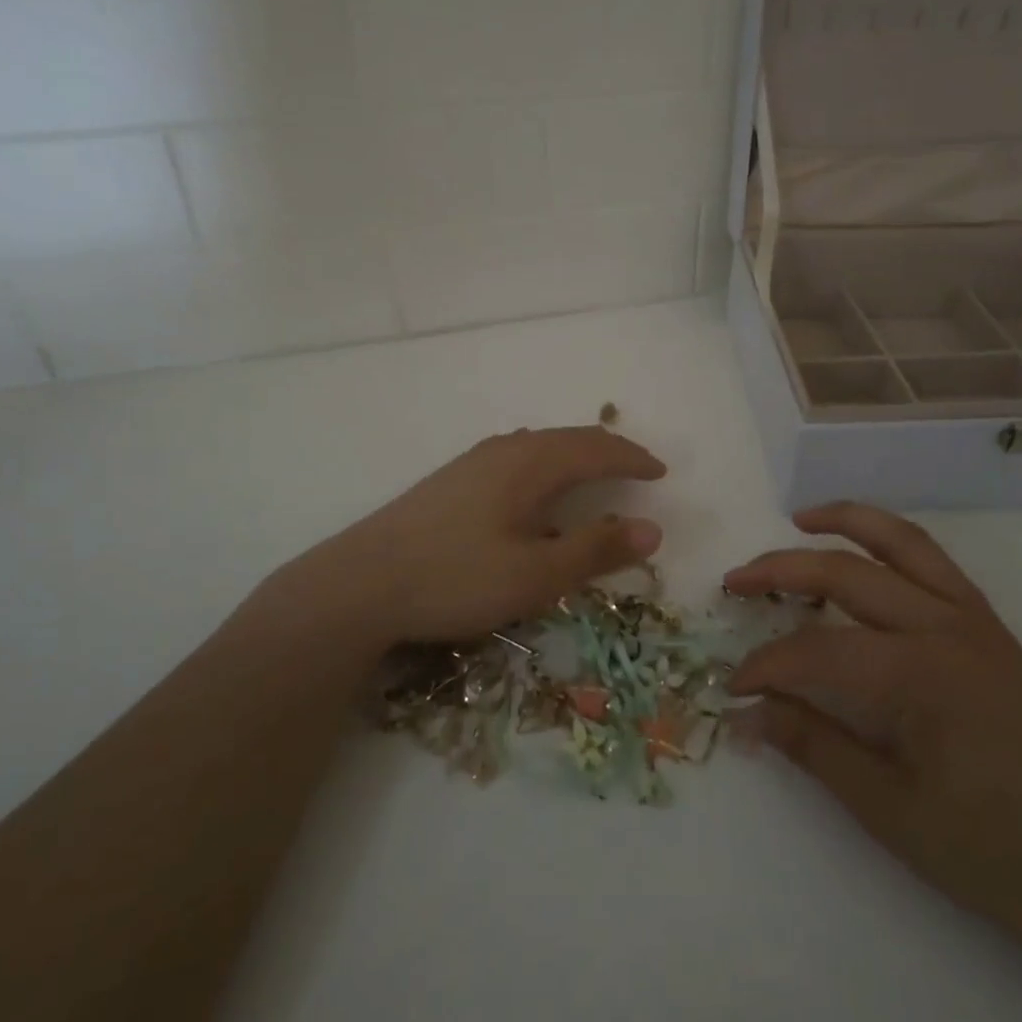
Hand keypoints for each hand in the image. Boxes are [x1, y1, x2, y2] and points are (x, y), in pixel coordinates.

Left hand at [283, 426, 666, 645]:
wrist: (360, 583)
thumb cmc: (456, 577)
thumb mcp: (536, 575)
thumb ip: (595, 550)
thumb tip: (652, 530)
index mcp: (532, 463)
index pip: (597, 448)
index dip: (633, 458)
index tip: (661, 472)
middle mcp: (506, 449)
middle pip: (570, 438)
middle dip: (609, 450)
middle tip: (637, 468)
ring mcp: (474, 461)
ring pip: (540, 445)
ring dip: (576, 455)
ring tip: (595, 473)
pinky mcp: (453, 479)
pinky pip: (517, 456)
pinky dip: (547, 465)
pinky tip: (535, 490)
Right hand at [724, 502, 1021, 1021]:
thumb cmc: (989, 850)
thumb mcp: (887, 809)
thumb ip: (811, 744)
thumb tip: (743, 713)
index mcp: (921, 676)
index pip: (817, 649)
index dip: (765, 665)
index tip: (732, 686)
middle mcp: (946, 626)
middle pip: (847, 573)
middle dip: (781, 570)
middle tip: (734, 582)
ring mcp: (972, 616)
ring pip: (899, 540)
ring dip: (844, 522)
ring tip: (798, 518)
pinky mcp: (987, 622)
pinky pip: (931, 559)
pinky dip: (888, 540)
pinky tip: (862, 550)